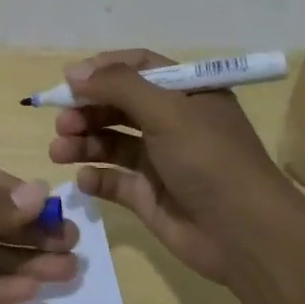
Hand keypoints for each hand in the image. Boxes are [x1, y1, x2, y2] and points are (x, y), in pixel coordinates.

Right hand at [47, 49, 295, 284]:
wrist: (245, 235)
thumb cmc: (210, 160)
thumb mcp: (168, 111)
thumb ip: (119, 86)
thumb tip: (73, 72)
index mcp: (187, 94)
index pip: (139, 68)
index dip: (103, 70)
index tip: (69, 80)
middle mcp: (173, 122)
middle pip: (118, 105)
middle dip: (86, 110)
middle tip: (61, 122)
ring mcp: (159, 160)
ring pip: (110, 142)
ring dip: (82, 142)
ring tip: (59, 151)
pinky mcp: (148, 196)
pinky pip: (113, 180)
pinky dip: (95, 177)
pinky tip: (85, 180)